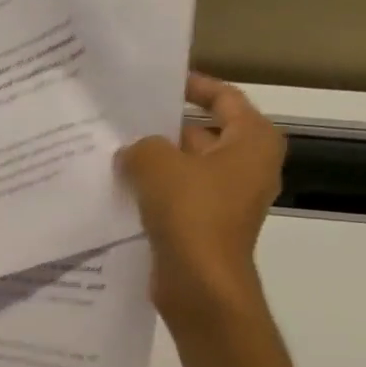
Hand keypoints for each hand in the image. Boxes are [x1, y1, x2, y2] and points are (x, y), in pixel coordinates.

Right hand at [118, 73, 284, 329]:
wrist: (201, 283)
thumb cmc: (191, 213)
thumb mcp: (157, 164)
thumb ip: (142, 146)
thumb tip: (133, 152)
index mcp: (252, 141)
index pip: (225, 98)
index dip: (194, 86)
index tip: (160, 83)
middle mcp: (246, 166)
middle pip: (203, 134)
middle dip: (165, 128)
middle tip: (123, 120)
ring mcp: (227, 199)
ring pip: (186, 168)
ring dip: (154, 162)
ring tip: (112, 151)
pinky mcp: (205, 225)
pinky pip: (177, 197)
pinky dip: (154, 191)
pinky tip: (119, 188)